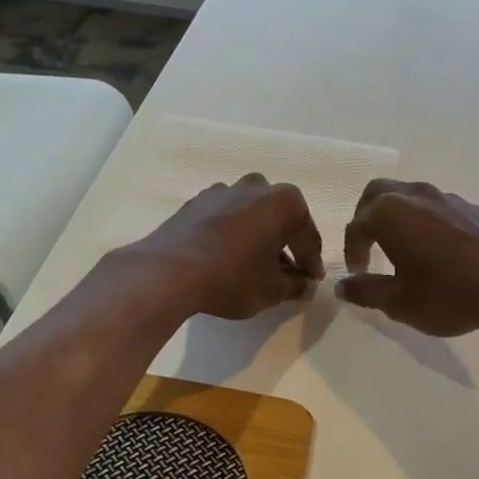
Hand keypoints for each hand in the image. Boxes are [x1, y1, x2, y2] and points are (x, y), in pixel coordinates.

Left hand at [126, 175, 324, 320]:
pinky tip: (227, 257)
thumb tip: (304, 285)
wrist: (168, 272)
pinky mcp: (197, 202)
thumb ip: (295, 286)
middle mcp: (257, 187)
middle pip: (281, 220)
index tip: (311, 281)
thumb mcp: (273, 290)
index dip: (311, 263)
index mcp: (285, 202)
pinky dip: (233, 234)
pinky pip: (226, 218)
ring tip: (255, 266)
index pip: (307, 237)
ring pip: (252, 215)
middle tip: (286, 273)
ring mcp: (224, 190)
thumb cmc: (232, 278)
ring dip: (258, 237)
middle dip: (286, 245)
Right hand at [337, 180, 478, 336]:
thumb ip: (366, 291)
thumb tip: (343, 286)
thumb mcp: (399, 302)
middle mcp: (415, 195)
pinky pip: (436, 207)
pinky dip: (425, 222)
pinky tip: (437, 251)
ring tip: (402, 249)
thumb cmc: (450, 294)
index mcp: (390, 212)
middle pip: (377, 194)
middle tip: (369, 247)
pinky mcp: (473, 207)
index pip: (356, 226)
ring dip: (397, 217)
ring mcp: (447, 197)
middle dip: (366, 218)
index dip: (352, 251)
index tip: (358, 274)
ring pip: (409, 196)